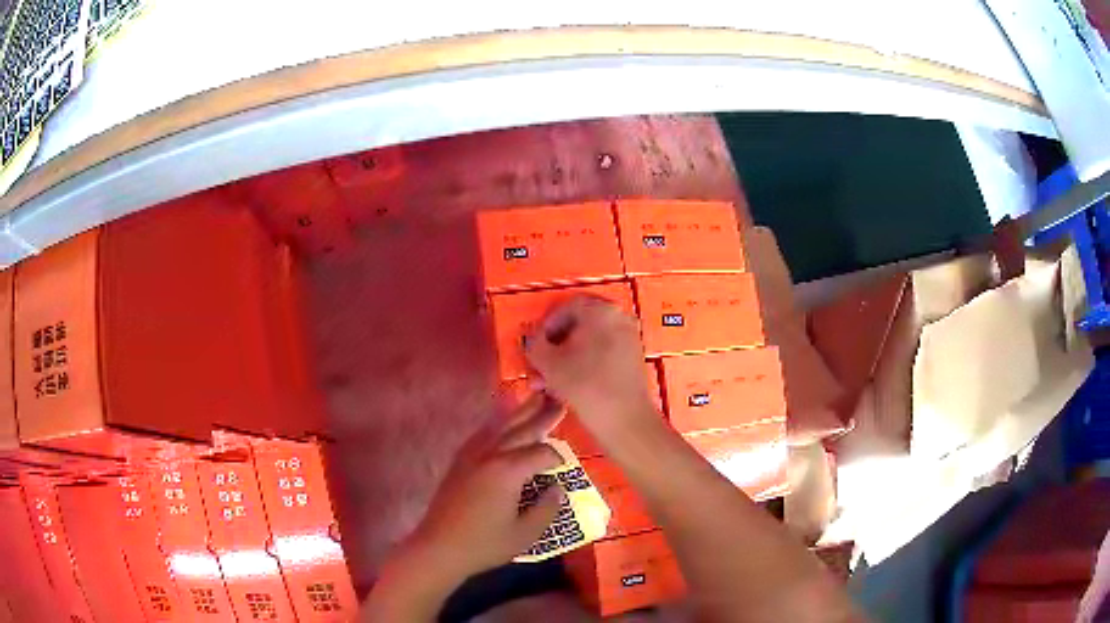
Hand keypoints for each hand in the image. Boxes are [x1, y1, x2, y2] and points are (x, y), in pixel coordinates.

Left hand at [410, 393, 567, 576]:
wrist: (439, 547)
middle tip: (559, 400)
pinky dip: (497, 423)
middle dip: (542, 415)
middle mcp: (490, 455)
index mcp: (508, 471)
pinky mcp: (459, 461)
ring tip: (535, 396)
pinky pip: (482, 433)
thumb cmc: (485, 544)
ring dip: (519, 411)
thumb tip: (557, 489)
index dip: (556, 458)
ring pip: (500, 425)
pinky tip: (502, 422)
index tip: (564, 467)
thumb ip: (546, 508)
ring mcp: (471, 455)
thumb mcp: (525, 534)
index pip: (541, 453)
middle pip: (520, 429)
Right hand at [524, 296, 659, 438]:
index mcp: (600, 310)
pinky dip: (585, 364)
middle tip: (542, 362)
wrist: (624, 419)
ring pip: (591, 341)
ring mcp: (629, 337)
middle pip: (580, 324)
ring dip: (568, 357)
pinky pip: (604, 353)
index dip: (547, 325)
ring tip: (550, 380)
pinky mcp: (633, 358)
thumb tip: (534, 341)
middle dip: (557, 344)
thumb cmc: (585, 385)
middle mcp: (619, 317)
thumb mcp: (548, 364)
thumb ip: (535, 345)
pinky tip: (569, 385)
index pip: (566, 306)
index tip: (536, 344)